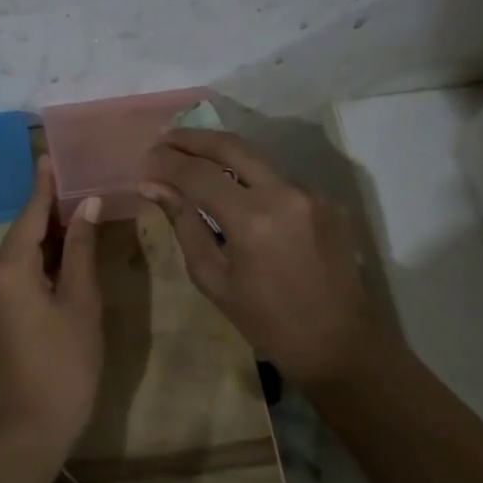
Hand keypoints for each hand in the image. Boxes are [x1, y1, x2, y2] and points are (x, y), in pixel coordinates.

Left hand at [0, 157, 103, 455]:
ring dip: (51, 228)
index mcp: (11, 268)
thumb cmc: (66, 359)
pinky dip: (48, 252)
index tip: (51, 155)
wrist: (38, 420)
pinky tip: (71, 241)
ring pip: (26, 248)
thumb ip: (81, 249)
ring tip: (80, 199)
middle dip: (50, 204)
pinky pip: (26, 267)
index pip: (30, 214)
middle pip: (25, 229)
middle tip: (77, 174)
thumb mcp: (80, 299)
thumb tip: (87, 204)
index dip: (44, 185)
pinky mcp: (8, 308)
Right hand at [140, 129, 379, 386]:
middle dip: (191, 138)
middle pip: (230, 145)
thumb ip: (184, 224)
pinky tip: (231, 189)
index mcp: (253, 219)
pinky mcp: (326, 199)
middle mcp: (284, 192)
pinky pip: (277, 177)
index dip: (165, 163)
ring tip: (189, 159)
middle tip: (162, 141)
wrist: (340, 343)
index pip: (198, 173)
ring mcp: (310, 192)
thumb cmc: (267, 322)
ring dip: (220, 154)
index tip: (143, 162)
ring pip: (256, 157)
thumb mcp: (213, 278)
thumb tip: (152, 186)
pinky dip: (248, 176)